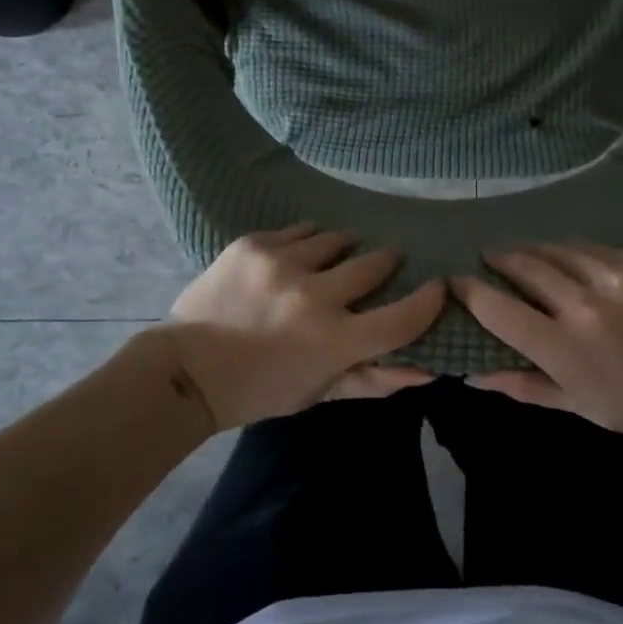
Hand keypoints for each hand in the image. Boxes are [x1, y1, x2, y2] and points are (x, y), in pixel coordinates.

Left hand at [157, 225, 444, 430]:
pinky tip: (299, 253)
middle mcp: (314, 295)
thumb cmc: (260, 390)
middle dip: (385, 264)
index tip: (436, 287)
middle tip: (383, 265)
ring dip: (344, 248)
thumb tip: (426, 371)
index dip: (428, 302)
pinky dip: (306, 241)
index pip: (402, 318)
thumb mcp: (319, 393)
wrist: (187, 370)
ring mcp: (281, 263)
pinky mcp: (253, 245)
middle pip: (374, 265)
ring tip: (337, 256)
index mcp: (334, 341)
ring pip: (336, 240)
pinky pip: (298, 230)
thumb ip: (373, 380)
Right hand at [452, 244, 622, 455]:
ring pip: (555, 250)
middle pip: (523, 267)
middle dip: (499, 260)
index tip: (455, 281)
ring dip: (532, 250)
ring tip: (522, 253)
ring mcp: (615, 276)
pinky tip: (568, 257)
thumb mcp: (579, 406)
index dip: (469, 291)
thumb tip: (473, 374)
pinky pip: (592, 248)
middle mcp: (583, 303)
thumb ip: (524, 386)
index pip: (497, 309)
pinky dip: (571, 252)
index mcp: (563, 347)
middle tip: (488, 259)